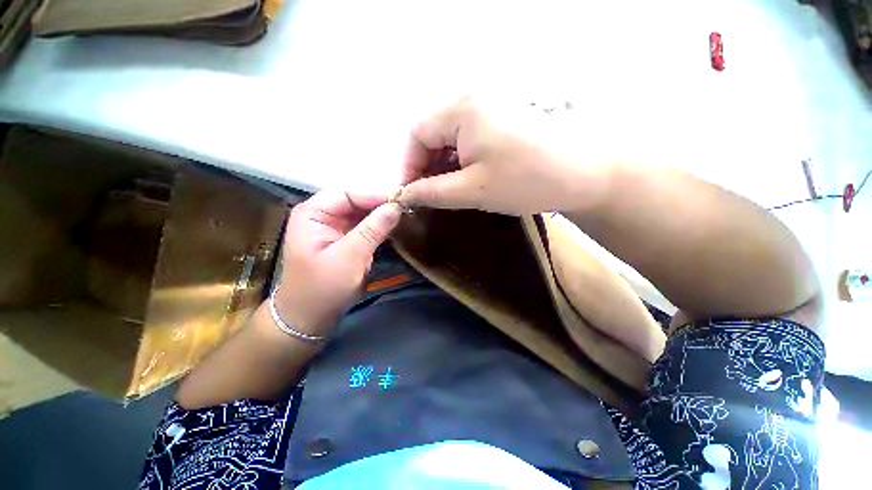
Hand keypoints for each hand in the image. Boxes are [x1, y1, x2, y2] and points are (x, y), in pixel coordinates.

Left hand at [273, 191, 401, 337]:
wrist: (310, 318)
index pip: (348, 193)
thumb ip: (373, 229)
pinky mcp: (345, 240)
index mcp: (313, 213)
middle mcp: (322, 215)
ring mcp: (335, 228)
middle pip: (356, 201)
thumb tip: (396, 206)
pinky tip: (395, 226)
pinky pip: (365, 226)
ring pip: (363, 213)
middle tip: (407, 206)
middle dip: (380, 204)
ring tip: (405, 214)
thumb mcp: (349, 257)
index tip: (401, 200)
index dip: (375, 195)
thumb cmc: (323, 289)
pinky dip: (380, 227)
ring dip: (382, 215)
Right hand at [398, 96, 611, 214]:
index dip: (408, 165)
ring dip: (443, 163)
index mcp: (462, 109)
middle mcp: (473, 98)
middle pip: (433, 132)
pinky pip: (468, 136)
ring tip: (448, 189)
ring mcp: (491, 105)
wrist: (586, 172)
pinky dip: (460, 158)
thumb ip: (432, 193)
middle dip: (425, 165)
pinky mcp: (503, 117)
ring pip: (450, 136)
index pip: (417, 134)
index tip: (410, 194)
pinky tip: (467, 176)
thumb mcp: (472, 191)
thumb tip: (404, 195)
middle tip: (429, 194)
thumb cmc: (526, 181)